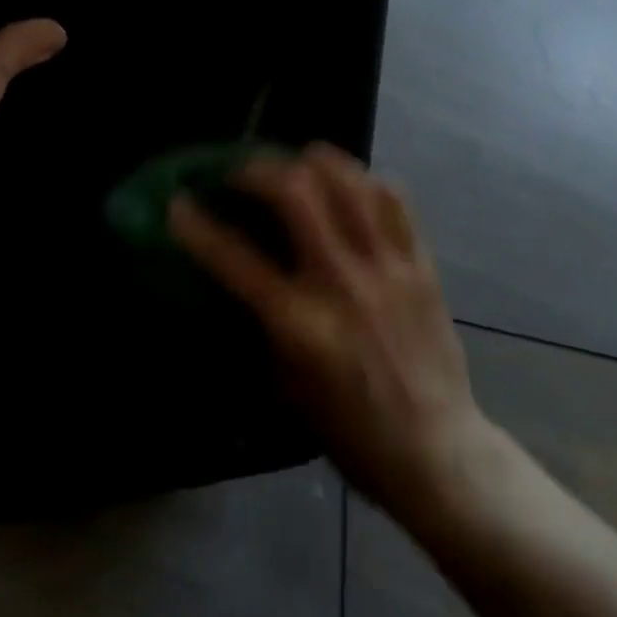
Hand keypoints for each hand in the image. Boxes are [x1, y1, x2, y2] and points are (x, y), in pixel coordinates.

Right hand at [171, 146, 494, 524]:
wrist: (438, 454)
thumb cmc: (352, 432)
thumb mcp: (287, 386)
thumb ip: (261, 325)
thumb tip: (238, 280)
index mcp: (300, 323)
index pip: (235, 258)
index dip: (197, 226)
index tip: (178, 202)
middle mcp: (341, 282)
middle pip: (296, 192)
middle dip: (259, 170)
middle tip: (244, 174)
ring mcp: (386, 268)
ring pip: (348, 182)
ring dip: (314, 161)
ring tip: (296, 162)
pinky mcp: (420, 266)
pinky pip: (394, 201)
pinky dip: (364, 181)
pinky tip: (350, 184)